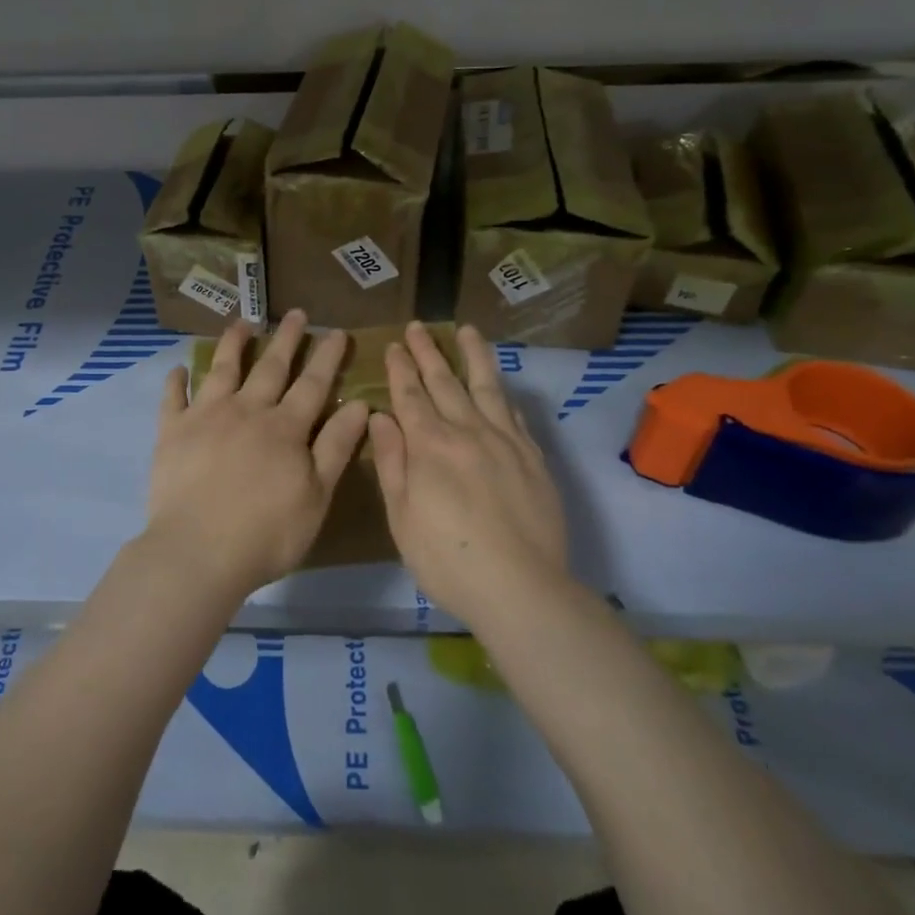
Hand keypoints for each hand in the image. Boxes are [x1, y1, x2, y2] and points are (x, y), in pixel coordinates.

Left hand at [141, 309, 371, 602]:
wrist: (198, 552)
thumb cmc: (267, 532)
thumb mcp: (317, 495)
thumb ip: (336, 446)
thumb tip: (360, 404)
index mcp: (285, 428)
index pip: (313, 383)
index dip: (327, 357)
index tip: (336, 331)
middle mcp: (247, 411)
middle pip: (271, 368)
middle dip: (287, 338)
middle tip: (296, 313)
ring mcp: (206, 417)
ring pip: (223, 370)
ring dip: (234, 344)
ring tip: (241, 323)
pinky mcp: (172, 433)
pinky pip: (173, 399)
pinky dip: (176, 382)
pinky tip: (179, 368)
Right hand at [368, 321, 569, 621]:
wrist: (520, 587)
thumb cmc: (447, 559)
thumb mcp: (402, 517)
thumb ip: (393, 462)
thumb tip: (381, 416)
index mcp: (430, 446)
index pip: (411, 395)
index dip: (401, 368)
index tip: (394, 345)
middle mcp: (467, 432)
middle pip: (445, 382)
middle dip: (428, 352)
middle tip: (418, 327)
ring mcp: (505, 441)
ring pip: (486, 387)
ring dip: (474, 356)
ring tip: (468, 331)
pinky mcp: (532, 457)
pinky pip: (514, 415)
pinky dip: (502, 394)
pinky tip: (499, 386)